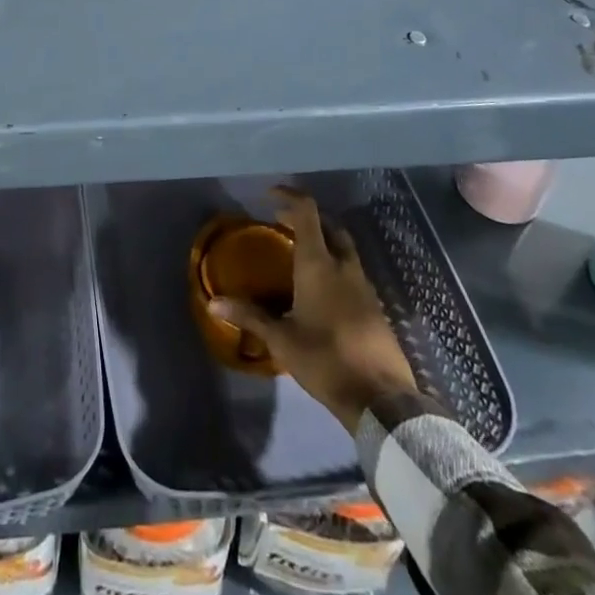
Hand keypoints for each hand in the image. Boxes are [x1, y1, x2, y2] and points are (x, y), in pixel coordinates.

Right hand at [208, 187, 418, 432]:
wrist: (381, 400)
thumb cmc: (326, 360)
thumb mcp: (282, 340)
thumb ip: (250, 316)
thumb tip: (214, 302)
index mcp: (318, 264)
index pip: (307, 212)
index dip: (289, 196)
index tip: (270, 195)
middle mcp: (343, 266)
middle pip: (329, 226)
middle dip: (307, 218)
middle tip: (284, 223)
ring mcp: (364, 285)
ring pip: (344, 248)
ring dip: (324, 241)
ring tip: (300, 254)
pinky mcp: (375, 307)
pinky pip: (352, 272)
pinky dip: (335, 266)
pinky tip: (322, 290)